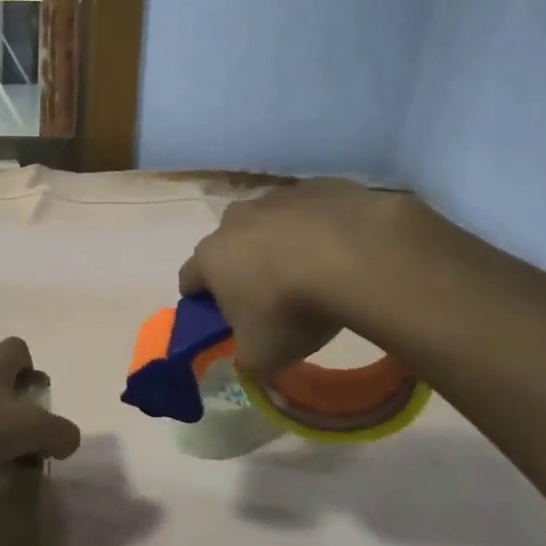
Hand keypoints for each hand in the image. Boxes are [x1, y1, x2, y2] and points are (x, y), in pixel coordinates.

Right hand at [178, 180, 401, 377]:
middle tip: (269, 297)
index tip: (219, 316)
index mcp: (211, 257)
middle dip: (241, 267)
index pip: (189, 278)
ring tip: (311, 271)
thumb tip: (248, 356)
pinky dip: (317, 227)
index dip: (201, 299)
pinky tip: (341, 250)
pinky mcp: (318, 187)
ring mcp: (276, 197)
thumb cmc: (292, 310)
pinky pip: (310, 210)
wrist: (356, 257)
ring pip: (269, 223)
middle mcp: (235, 220)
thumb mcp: (262, 356)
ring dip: (279, 243)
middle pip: (228, 245)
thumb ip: (246, 358)